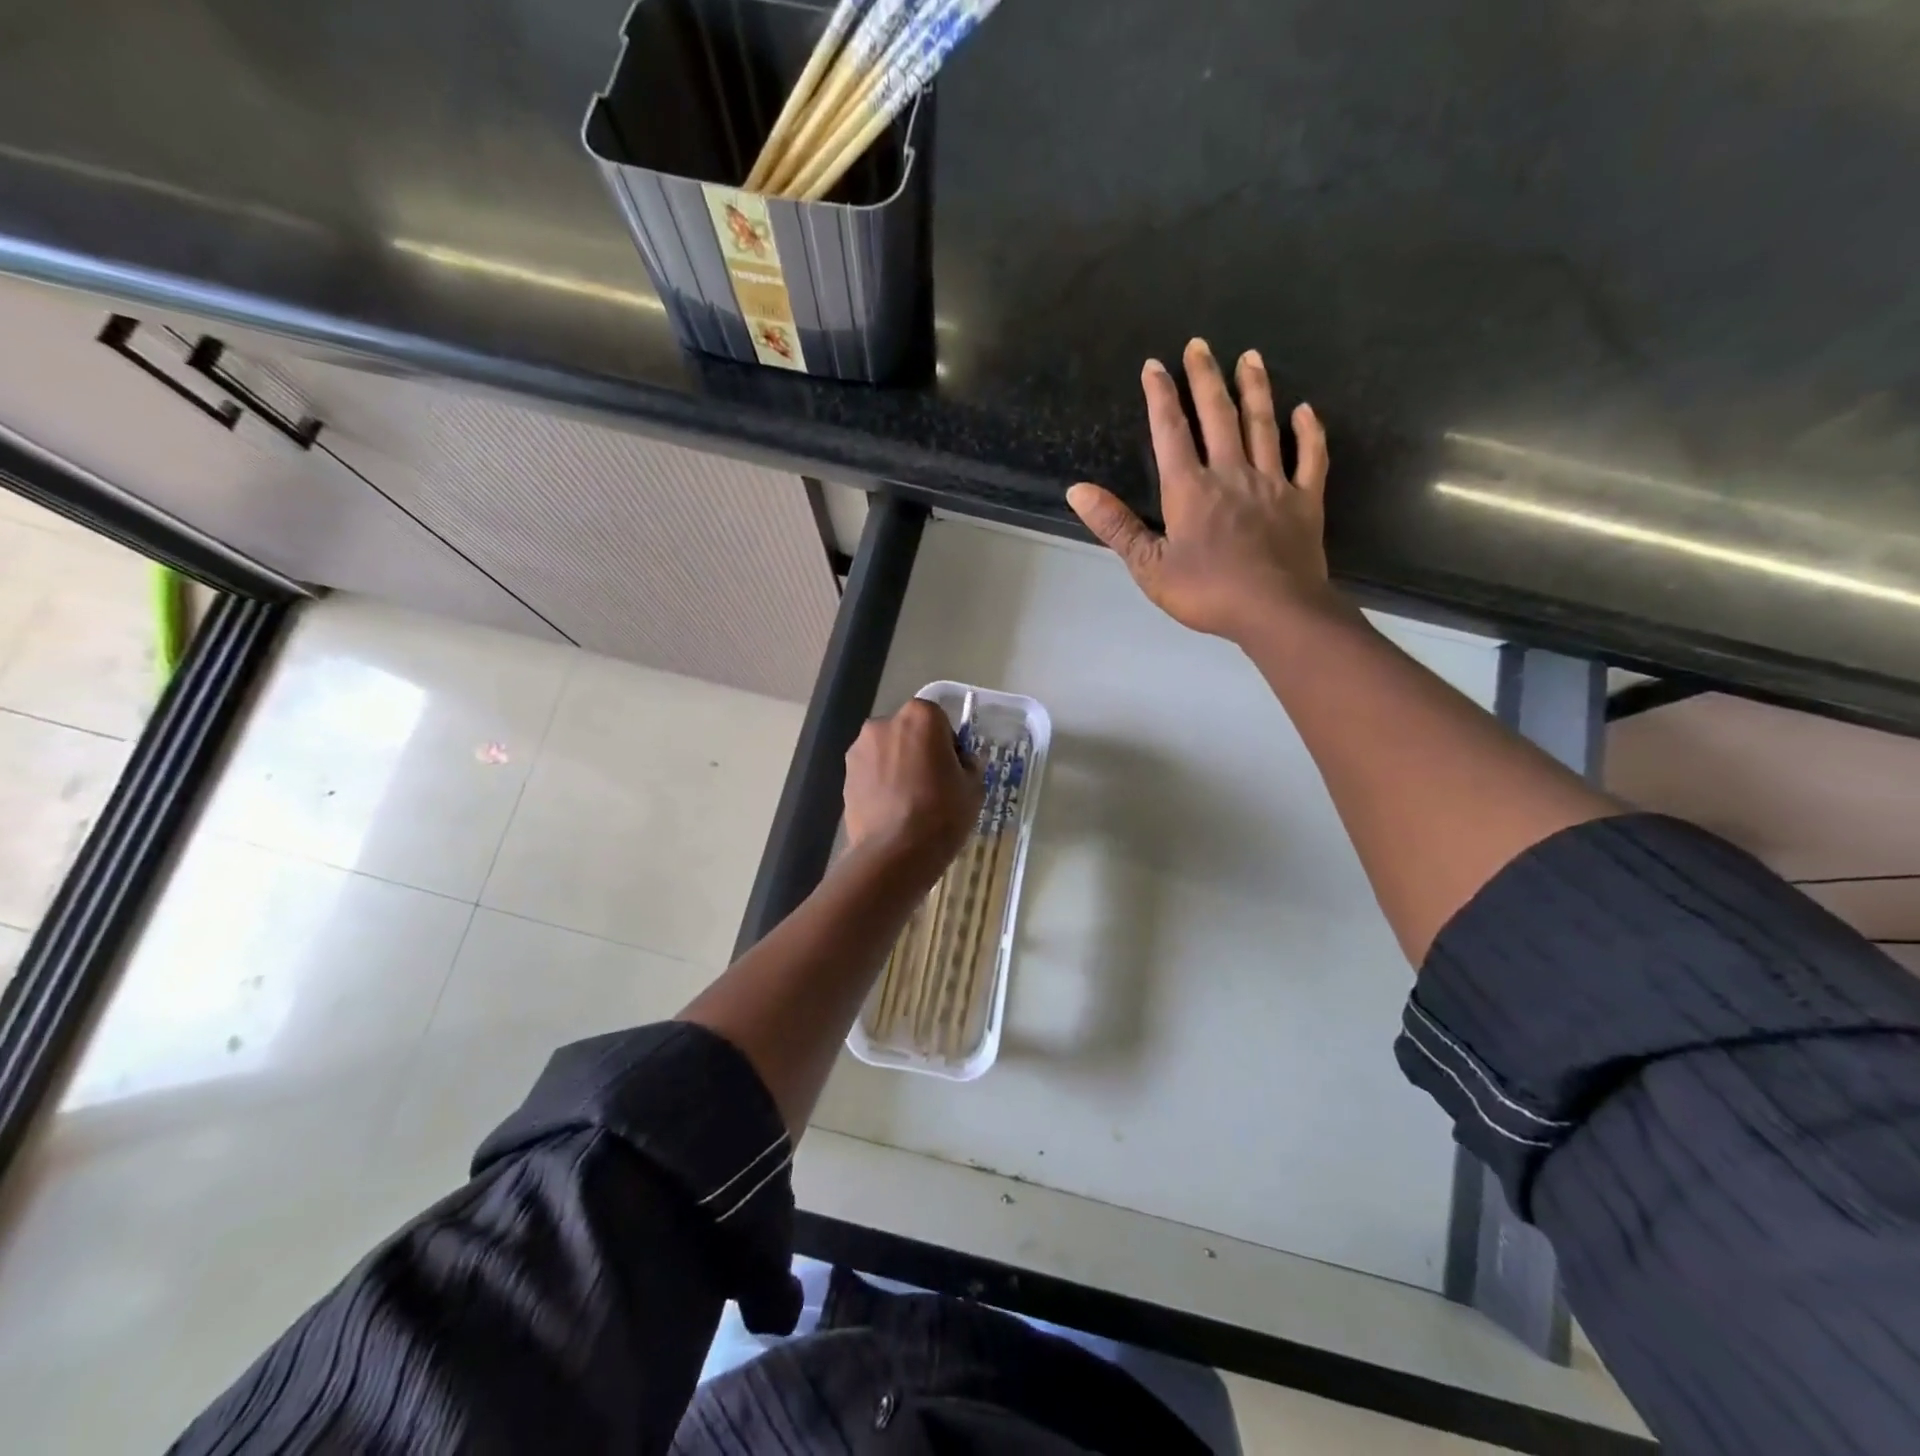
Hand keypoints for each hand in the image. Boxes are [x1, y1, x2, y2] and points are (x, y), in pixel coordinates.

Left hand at [843, 699, 983, 874]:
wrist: (895, 852)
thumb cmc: (942, 813)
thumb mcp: (974, 788)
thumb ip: (969, 765)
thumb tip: (960, 762)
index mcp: (920, 716)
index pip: (939, 720)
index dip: (948, 744)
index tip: (952, 769)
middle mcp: (884, 723)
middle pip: (908, 732)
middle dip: (919, 751)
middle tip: (932, 785)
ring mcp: (859, 749)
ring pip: (886, 752)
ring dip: (897, 767)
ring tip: (909, 802)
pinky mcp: (845, 775)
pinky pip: (870, 773)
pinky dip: (880, 784)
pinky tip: (890, 811)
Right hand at [1068, 339, 1333, 645]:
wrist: (1275, 611)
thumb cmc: (1206, 592)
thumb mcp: (1149, 566)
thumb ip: (1116, 526)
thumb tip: (1077, 490)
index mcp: (1190, 489)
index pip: (1171, 432)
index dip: (1161, 396)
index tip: (1154, 365)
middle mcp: (1231, 474)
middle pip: (1219, 416)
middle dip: (1206, 378)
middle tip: (1200, 344)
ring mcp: (1273, 484)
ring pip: (1263, 426)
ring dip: (1255, 389)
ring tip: (1249, 357)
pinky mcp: (1305, 501)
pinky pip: (1310, 458)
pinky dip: (1309, 432)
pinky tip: (1305, 411)